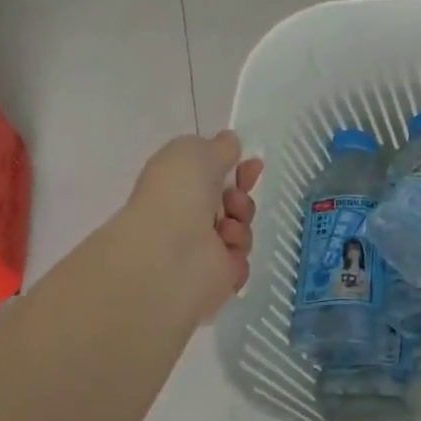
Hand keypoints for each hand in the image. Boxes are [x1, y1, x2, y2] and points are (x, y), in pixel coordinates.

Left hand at [122, 131, 263, 320]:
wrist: (168, 251)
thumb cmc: (177, 194)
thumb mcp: (195, 151)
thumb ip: (217, 146)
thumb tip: (229, 142)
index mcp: (177, 189)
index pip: (213, 176)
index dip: (236, 169)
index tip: (253, 164)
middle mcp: (187, 219)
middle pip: (232, 203)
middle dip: (242, 196)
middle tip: (235, 198)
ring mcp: (201, 250)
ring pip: (242, 229)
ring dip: (241, 220)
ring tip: (225, 225)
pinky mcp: (216, 278)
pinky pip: (242, 259)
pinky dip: (238, 249)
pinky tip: (225, 246)